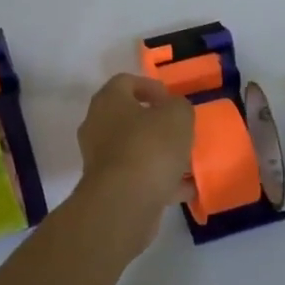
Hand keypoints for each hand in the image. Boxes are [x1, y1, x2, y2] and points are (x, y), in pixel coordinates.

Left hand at [71, 74, 194, 249]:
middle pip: (128, 117)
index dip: (150, 87)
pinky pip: (137, 177)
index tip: (171, 100)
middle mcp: (97, 125)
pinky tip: (185, 189)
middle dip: (155, 123)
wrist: (124, 202)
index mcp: (108, 101)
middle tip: (179, 130)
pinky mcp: (108, 187)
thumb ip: (179, 107)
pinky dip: (159, 181)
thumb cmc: (149, 147)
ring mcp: (99, 158)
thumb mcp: (177, 116)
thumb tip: (173, 110)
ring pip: (134, 149)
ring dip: (159, 154)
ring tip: (187, 161)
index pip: (125, 82)